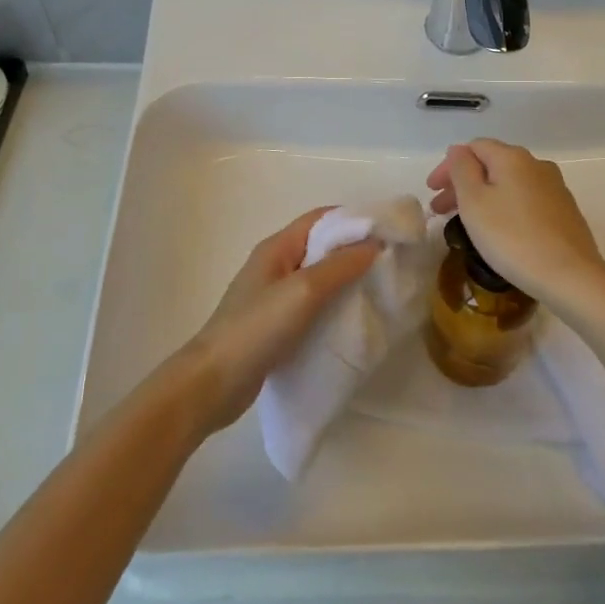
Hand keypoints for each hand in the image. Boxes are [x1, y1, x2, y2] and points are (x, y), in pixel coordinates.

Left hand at [178, 209, 379, 433]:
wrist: (213, 384)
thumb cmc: (257, 328)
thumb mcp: (303, 291)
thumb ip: (339, 266)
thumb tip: (374, 244)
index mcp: (277, 247)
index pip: (321, 218)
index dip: (354, 219)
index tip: (389, 230)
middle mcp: (275, 265)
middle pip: (321, 247)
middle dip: (355, 250)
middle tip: (391, 262)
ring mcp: (273, 297)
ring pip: (318, 278)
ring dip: (346, 280)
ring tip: (380, 289)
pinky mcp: (275, 325)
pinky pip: (312, 305)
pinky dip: (333, 306)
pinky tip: (353, 319)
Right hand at [426, 139, 604, 306]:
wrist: (570, 275)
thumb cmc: (512, 237)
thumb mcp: (474, 202)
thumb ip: (462, 169)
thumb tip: (459, 150)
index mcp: (512, 157)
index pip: (473, 147)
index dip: (448, 166)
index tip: (431, 192)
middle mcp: (536, 165)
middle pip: (491, 165)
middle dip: (463, 183)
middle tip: (441, 210)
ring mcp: (554, 188)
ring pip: (509, 183)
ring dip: (483, 197)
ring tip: (467, 222)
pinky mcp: (565, 211)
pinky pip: (525, 200)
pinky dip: (504, 207)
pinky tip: (499, 230)